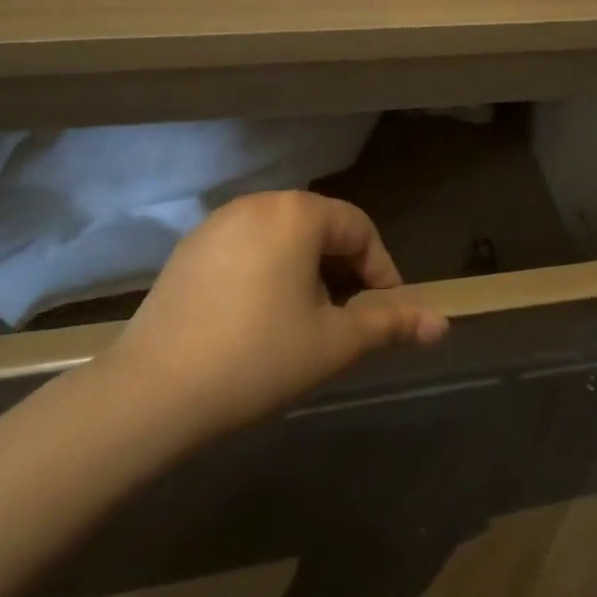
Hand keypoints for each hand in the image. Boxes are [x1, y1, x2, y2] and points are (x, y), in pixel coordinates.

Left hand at [106, 191, 448, 438]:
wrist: (152, 392)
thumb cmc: (259, 358)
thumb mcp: (335, 343)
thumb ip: (392, 325)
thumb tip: (445, 325)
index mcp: (296, 213)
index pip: (358, 228)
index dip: (381, 270)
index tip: (385, 312)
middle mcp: (255, 204)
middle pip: (319, 228)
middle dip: (344, 271)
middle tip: (350, 318)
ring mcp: (215, 225)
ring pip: (282, 239)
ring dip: (307, 272)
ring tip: (308, 321)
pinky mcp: (187, 251)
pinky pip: (246, 250)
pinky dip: (268, 274)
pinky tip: (260, 319)